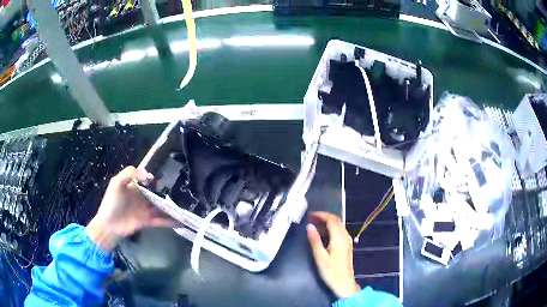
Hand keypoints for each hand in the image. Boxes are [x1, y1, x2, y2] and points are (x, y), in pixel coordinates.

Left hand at [87, 166, 178, 251]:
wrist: (109, 225)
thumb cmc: (112, 202)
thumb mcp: (117, 182)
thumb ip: (130, 173)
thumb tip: (149, 175)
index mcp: (134, 186)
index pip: (147, 180)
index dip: (155, 179)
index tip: (166, 178)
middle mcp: (141, 197)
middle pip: (156, 194)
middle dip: (167, 193)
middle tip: (181, 192)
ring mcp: (144, 210)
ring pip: (160, 207)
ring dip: (171, 208)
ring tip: (185, 207)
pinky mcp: (147, 221)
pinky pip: (160, 220)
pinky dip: (170, 222)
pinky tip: (180, 221)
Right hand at [307, 211, 360, 298]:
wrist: (344, 283)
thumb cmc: (330, 271)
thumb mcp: (319, 256)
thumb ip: (315, 240)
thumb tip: (309, 226)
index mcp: (339, 237)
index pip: (331, 219)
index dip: (321, 215)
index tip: (309, 215)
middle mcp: (345, 236)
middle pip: (336, 220)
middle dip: (324, 217)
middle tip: (310, 219)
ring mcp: (347, 240)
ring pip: (338, 225)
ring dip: (327, 222)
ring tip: (314, 225)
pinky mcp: (347, 245)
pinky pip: (339, 231)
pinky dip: (331, 228)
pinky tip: (323, 234)